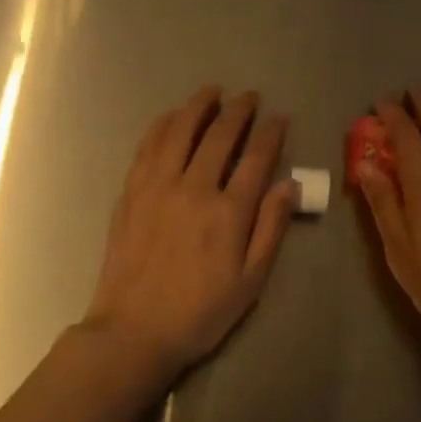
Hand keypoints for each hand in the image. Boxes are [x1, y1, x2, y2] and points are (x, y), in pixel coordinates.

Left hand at [83, 87, 295, 377]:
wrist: (133, 331)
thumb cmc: (200, 312)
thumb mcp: (250, 281)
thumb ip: (271, 229)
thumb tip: (288, 185)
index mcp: (228, 212)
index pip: (256, 159)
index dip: (271, 133)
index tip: (280, 117)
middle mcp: (194, 188)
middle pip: (220, 136)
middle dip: (239, 111)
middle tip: (250, 97)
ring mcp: (158, 187)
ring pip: (181, 132)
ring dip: (199, 106)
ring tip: (212, 91)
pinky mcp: (132, 192)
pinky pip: (148, 147)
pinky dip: (162, 125)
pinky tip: (171, 115)